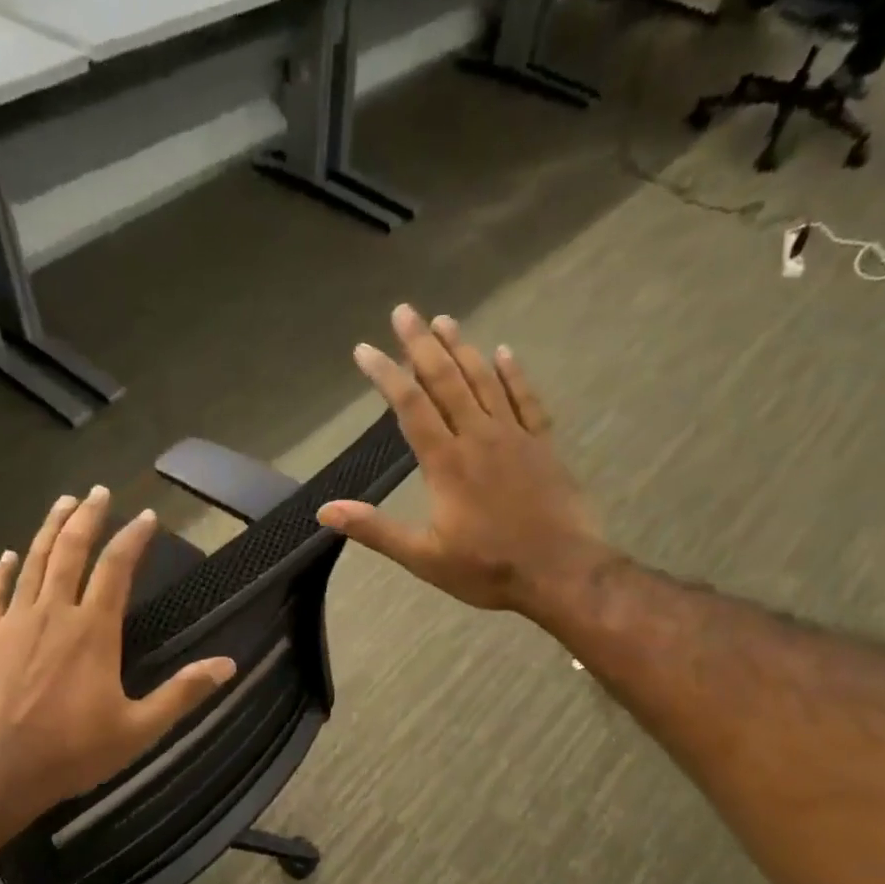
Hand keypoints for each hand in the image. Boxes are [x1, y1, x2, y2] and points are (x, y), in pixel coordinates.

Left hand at [0, 487, 235, 814]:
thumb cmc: (72, 752)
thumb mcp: (139, 729)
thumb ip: (183, 693)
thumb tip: (228, 665)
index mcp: (93, 631)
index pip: (116, 569)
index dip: (132, 539)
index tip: (146, 517)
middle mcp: (53, 614)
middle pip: (70, 551)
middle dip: (87, 517)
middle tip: (98, 491)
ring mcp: (13, 624)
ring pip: (32, 563)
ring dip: (48, 530)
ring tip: (62, 503)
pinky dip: (2, 572)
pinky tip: (8, 556)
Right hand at [317, 304, 616, 626]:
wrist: (559, 572)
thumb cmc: (487, 569)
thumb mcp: (423, 557)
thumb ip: (375, 530)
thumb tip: (325, 511)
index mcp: (445, 463)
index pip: (410, 406)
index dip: (386, 374)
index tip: (364, 349)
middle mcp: (478, 437)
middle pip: (446, 380)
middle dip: (421, 344)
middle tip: (404, 311)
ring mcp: (514, 437)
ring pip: (484, 381)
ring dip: (462, 349)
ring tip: (444, 320)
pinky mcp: (543, 445)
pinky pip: (526, 399)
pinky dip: (513, 374)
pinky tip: (503, 352)